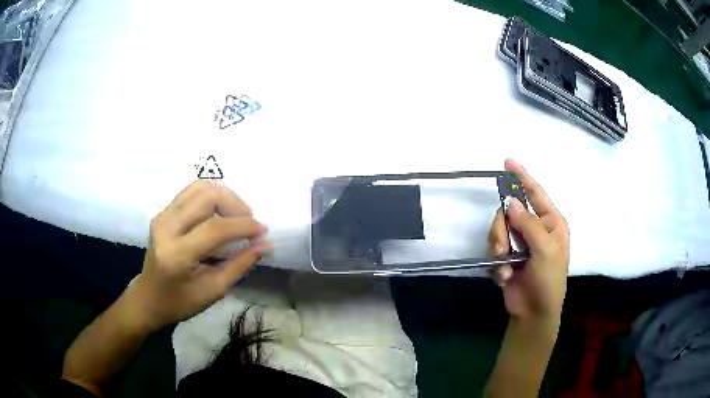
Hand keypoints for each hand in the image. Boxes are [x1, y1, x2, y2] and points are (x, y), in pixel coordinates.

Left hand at [132, 181, 269, 330]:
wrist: (149, 297)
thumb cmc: (181, 302)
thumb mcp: (214, 290)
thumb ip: (240, 265)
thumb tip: (264, 244)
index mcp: (177, 255)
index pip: (215, 228)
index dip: (244, 226)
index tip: (263, 231)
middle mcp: (166, 227)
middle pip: (207, 197)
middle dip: (236, 204)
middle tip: (249, 222)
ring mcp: (162, 216)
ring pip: (200, 187)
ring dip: (225, 197)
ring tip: (237, 215)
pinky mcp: (163, 212)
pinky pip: (192, 191)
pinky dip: (212, 196)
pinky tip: (221, 212)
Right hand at [487, 159, 569, 322]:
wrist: (533, 312)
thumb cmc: (549, 281)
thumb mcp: (546, 251)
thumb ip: (529, 225)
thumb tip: (511, 202)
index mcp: (550, 223)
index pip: (536, 193)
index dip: (522, 177)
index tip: (507, 162)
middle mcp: (534, 228)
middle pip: (509, 212)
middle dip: (502, 229)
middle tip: (503, 248)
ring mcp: (519, 242)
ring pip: (497, 229)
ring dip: (497, 248)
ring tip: (505, 267)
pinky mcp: (506, 256)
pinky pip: (492, 248)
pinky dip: (495, 263)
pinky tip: (504, 276)